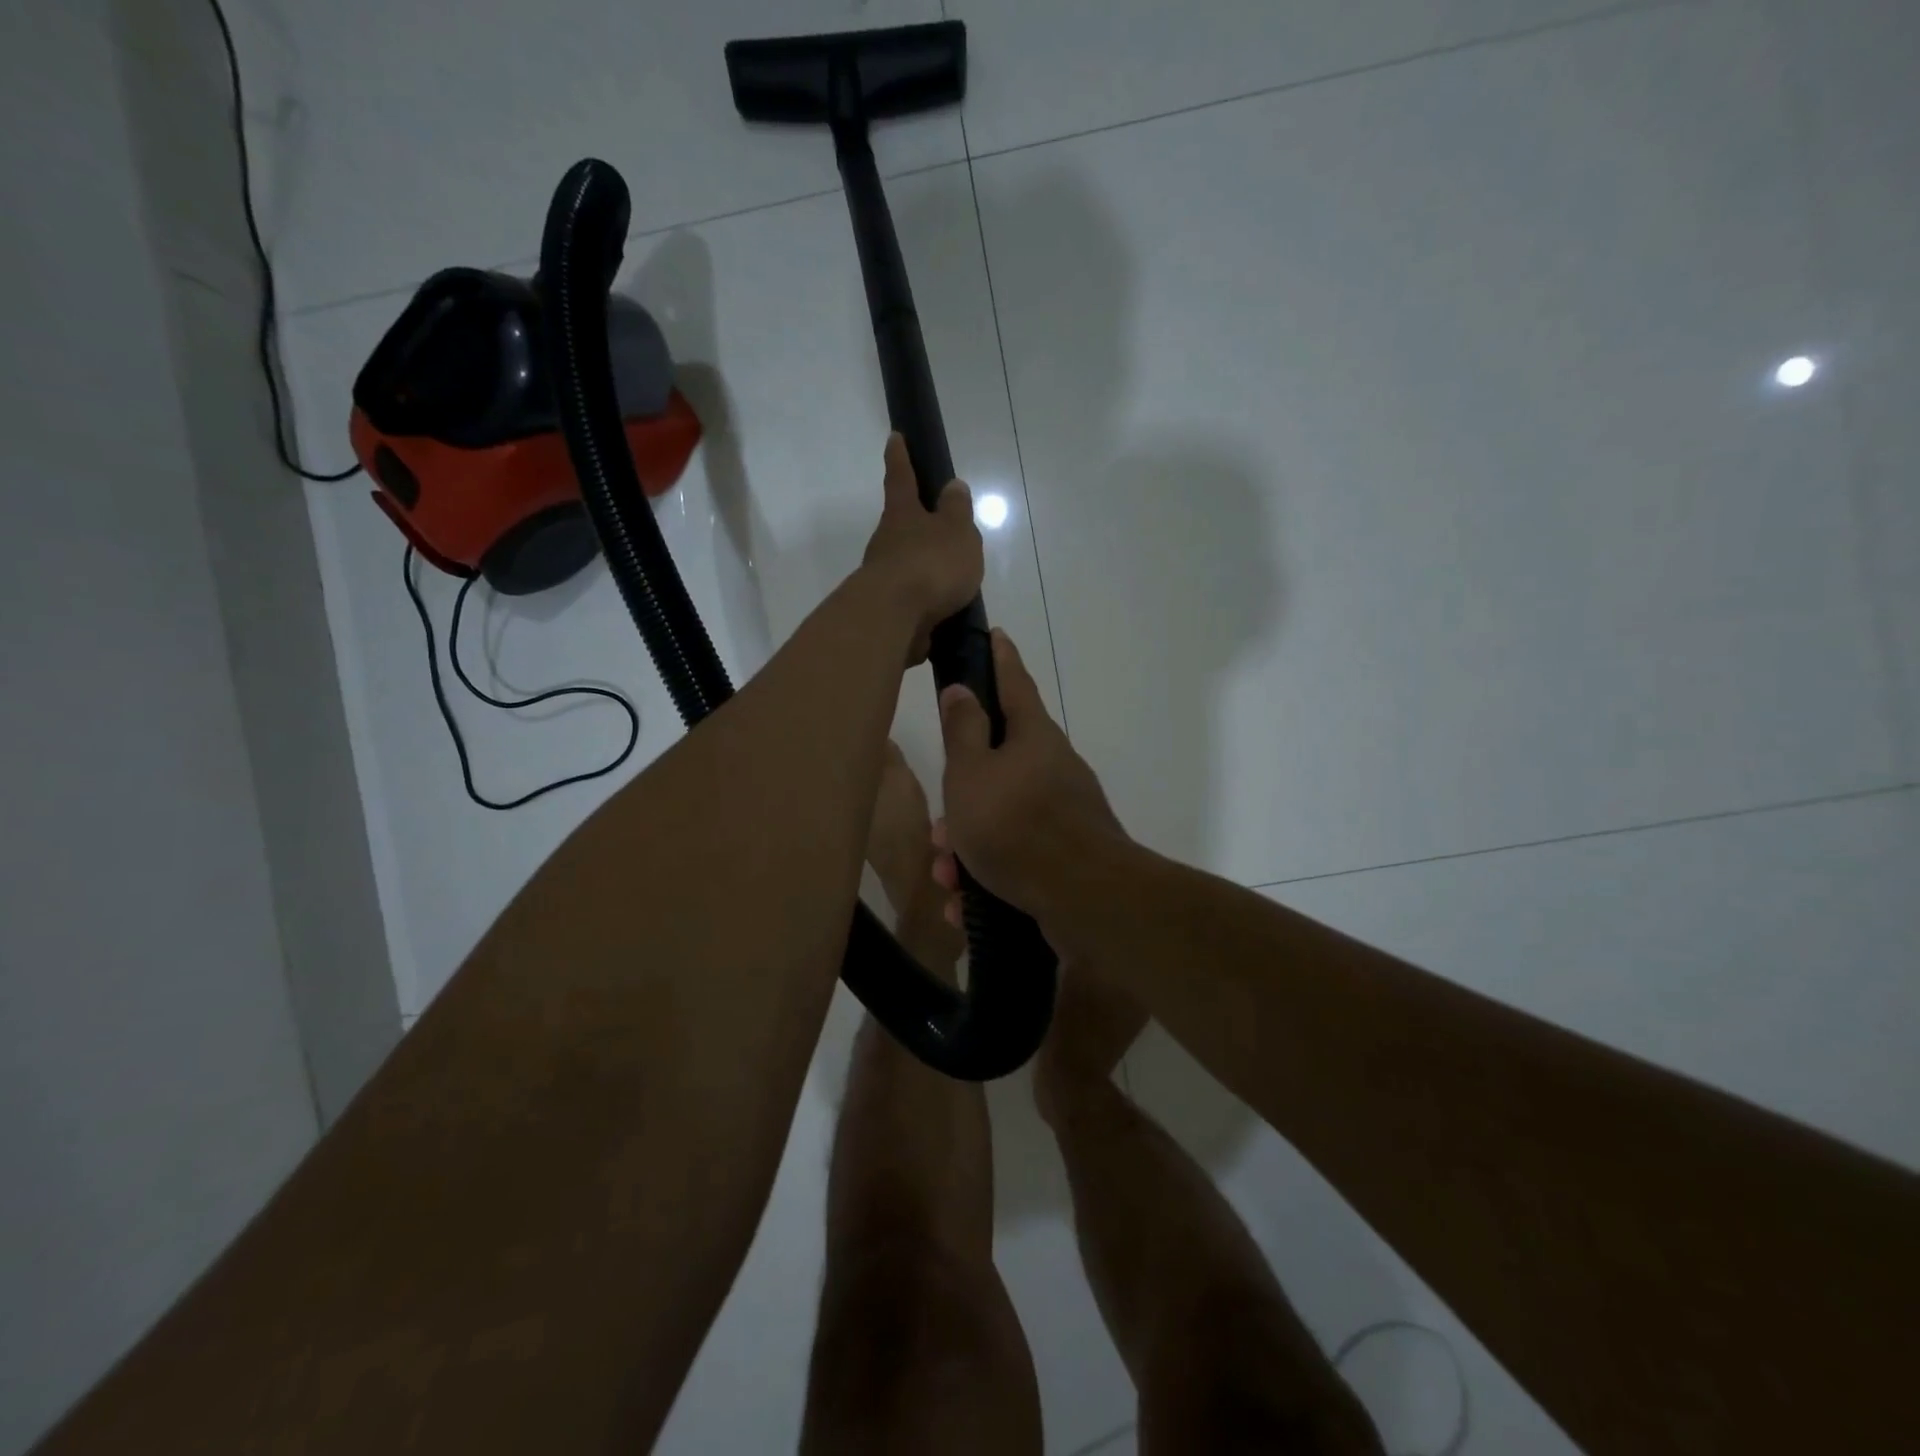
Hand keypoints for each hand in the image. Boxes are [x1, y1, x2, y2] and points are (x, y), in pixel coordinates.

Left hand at [859, 434, 982, 664]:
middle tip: (941, 529)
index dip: (900, 457)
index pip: (900, 477)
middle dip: (917, 525)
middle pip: (901, 526)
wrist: (894, 619)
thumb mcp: (956, 531)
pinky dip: (927, 601)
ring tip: (954, 581)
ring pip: (905, 565)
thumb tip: (952, 487)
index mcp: (902, 515)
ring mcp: (883, 577)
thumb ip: (956, 511)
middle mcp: (886, 542)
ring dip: (925, 569)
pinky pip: (911, 599)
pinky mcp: (887, 609)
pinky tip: (945, 611)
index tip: (894, 438)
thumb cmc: (930, 564)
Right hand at [932, 628, 1126, 928]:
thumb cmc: (1016, 824)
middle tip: (939, 831)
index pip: (1013, 683)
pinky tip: (968, 905)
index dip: (1000, 658)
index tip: (995, 634)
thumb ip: (963, 730)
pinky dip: (989, 875)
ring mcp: (1064, 812)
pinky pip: (1016, 855)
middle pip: (997, 767)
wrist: (1085, 898)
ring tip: (950, 877)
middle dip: (961, 800)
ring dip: (968, 846)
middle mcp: (1053, 767)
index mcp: (1033, 737)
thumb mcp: (971, 773)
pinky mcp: (1066, 854)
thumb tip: (963, 689)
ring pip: (1001, 818)